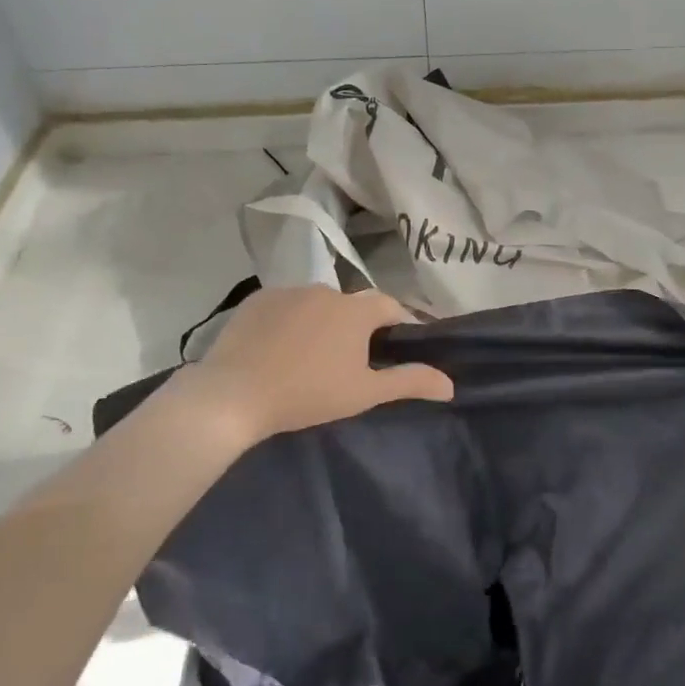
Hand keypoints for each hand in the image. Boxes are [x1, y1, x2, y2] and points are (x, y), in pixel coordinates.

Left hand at [156, 285, 453, 449]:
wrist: (233, 395)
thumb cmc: (308, 394)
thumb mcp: (364, 393)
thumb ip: (409, 382)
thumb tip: (450, 384)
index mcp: (356, 310)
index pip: (390, 307)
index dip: (399, 323)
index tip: (398, 346)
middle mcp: (326, 290)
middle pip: (352, 305)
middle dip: (357, 326)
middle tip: (351, 360)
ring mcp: (288, 291)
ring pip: (317, 304)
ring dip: (322, 322)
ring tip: (311, 355)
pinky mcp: (256, 300)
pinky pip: (285, 306)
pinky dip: (289, 321)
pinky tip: (278, 348)